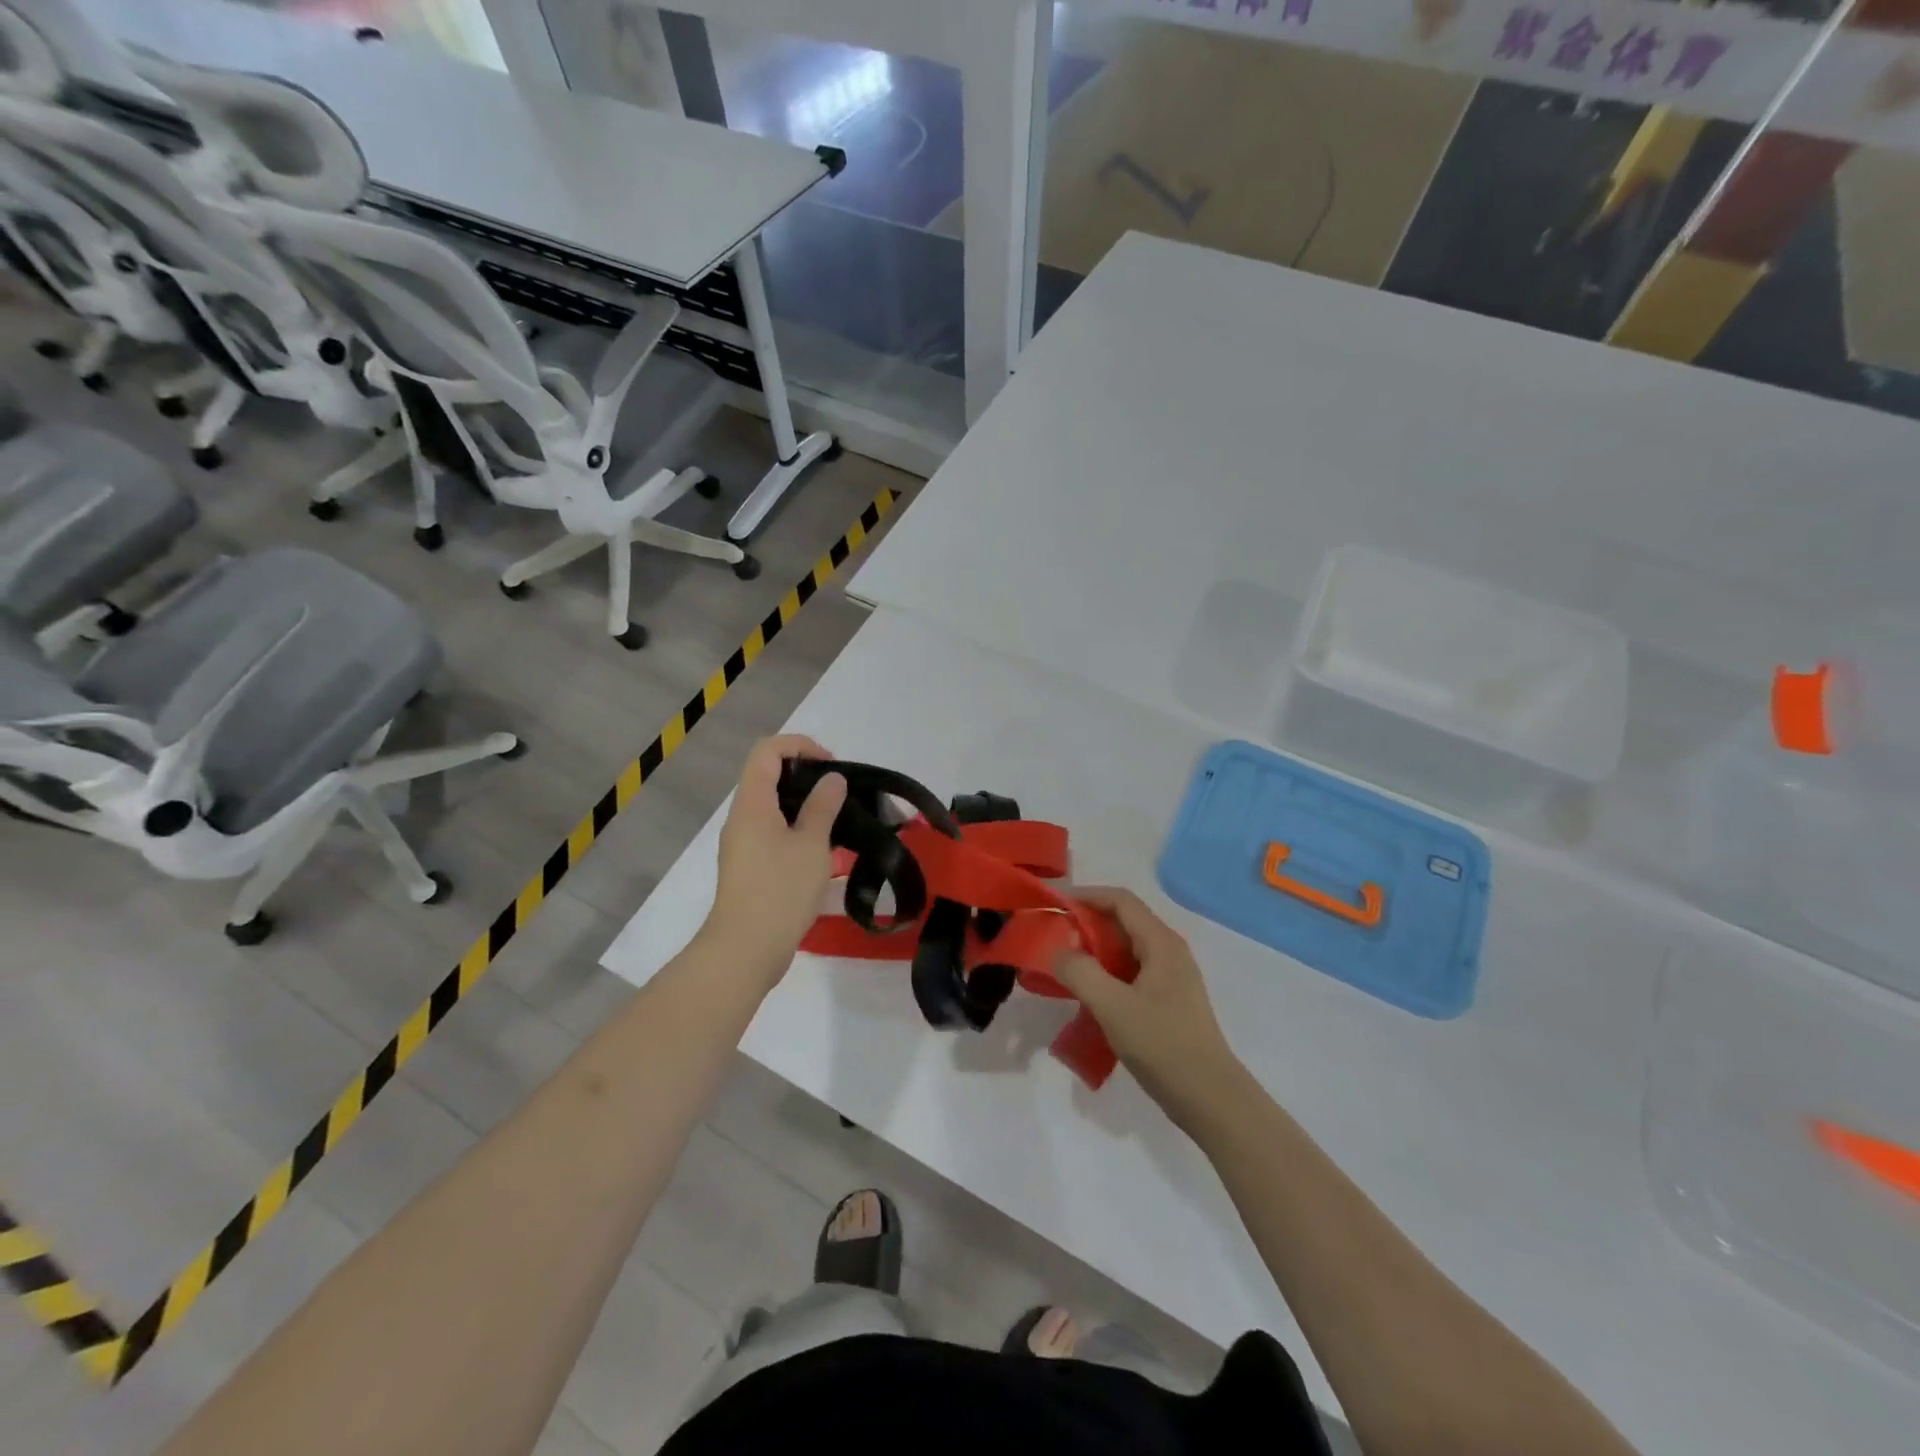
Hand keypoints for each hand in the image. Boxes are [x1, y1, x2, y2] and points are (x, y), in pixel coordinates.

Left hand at [703, 734, 846, 982]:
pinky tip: (822, 849)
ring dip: (803, 804)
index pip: (768, 751)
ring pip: (772, 806)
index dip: (800, 746)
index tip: (831, 765)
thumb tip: (832, 779)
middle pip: (767, 775)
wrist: (745, 950)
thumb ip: (823, 806)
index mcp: (752, 803)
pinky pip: (772, 831)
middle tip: (839, 792)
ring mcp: (742, 843)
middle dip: (805, 774)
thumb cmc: (780, 890)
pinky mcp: (749, 867)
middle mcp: (742, 817)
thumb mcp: (812, 844)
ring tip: (837, 819)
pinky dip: (797, 828)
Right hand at [1050, 887, 1246, 1127]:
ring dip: (1095, 951)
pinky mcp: (1168, 1001)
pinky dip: (1107, 974)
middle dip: (1087, 924)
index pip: (1120, 900)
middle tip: (1053, 938)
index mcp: (1161, 943)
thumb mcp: (1112, 1006)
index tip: (1054, 905)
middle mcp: (1169, 951)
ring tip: (1065, 966)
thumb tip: (1059, 951)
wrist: (1209, 1098)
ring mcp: (1171, 977)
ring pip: (1126, 949)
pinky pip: (1131, 973)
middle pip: (1123, 922)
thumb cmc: (1162, 1045)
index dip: (1086, 896)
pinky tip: (1088, 995)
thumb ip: (1080, 972)